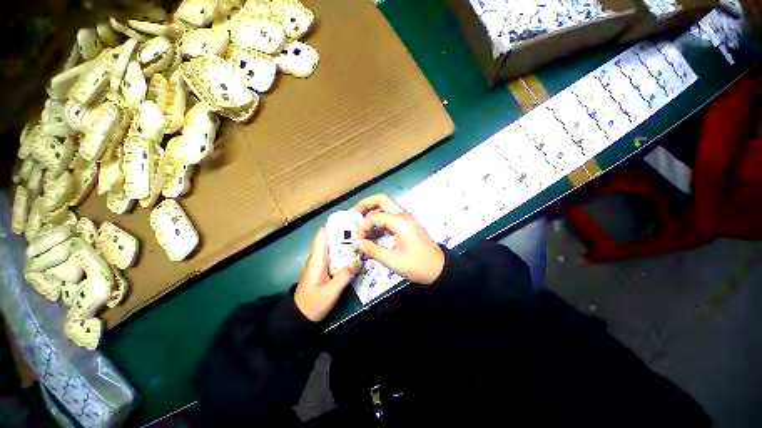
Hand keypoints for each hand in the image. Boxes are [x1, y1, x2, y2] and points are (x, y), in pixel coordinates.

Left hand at [295, 228, 359, 321]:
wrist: (300, 318)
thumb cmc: (312, 304)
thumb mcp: (330, 292)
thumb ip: (344, 276)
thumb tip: (359, 261)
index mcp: (317, 258)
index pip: (322, 234)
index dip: (334, 225)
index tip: (350, 221)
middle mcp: (319, 257)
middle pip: (332, 239)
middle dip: (346, 234)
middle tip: (363, 231)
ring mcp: (323, 264)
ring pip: (336, 249)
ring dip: (347, 245)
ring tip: (363, 241)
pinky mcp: (326, 270)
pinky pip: (337, 258)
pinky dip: (346, 255)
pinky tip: (358, 257)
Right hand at [354, 195, 444, 284]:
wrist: (439, 269)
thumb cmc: (417, 265)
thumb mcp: (392, 260)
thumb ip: (372, 250)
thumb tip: (356, 243)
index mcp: (400, 222)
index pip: (375, 217)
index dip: (362, 227)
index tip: (357, 240)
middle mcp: (404, 215)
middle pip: (382, 200)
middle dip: (366, 204)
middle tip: (354, 214)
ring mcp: (407, 218)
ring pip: (387, 206)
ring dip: (373, 210)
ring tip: (361, 222)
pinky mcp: (408, 224)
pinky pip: (391, 215)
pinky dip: (380, 218)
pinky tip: (374, 229)